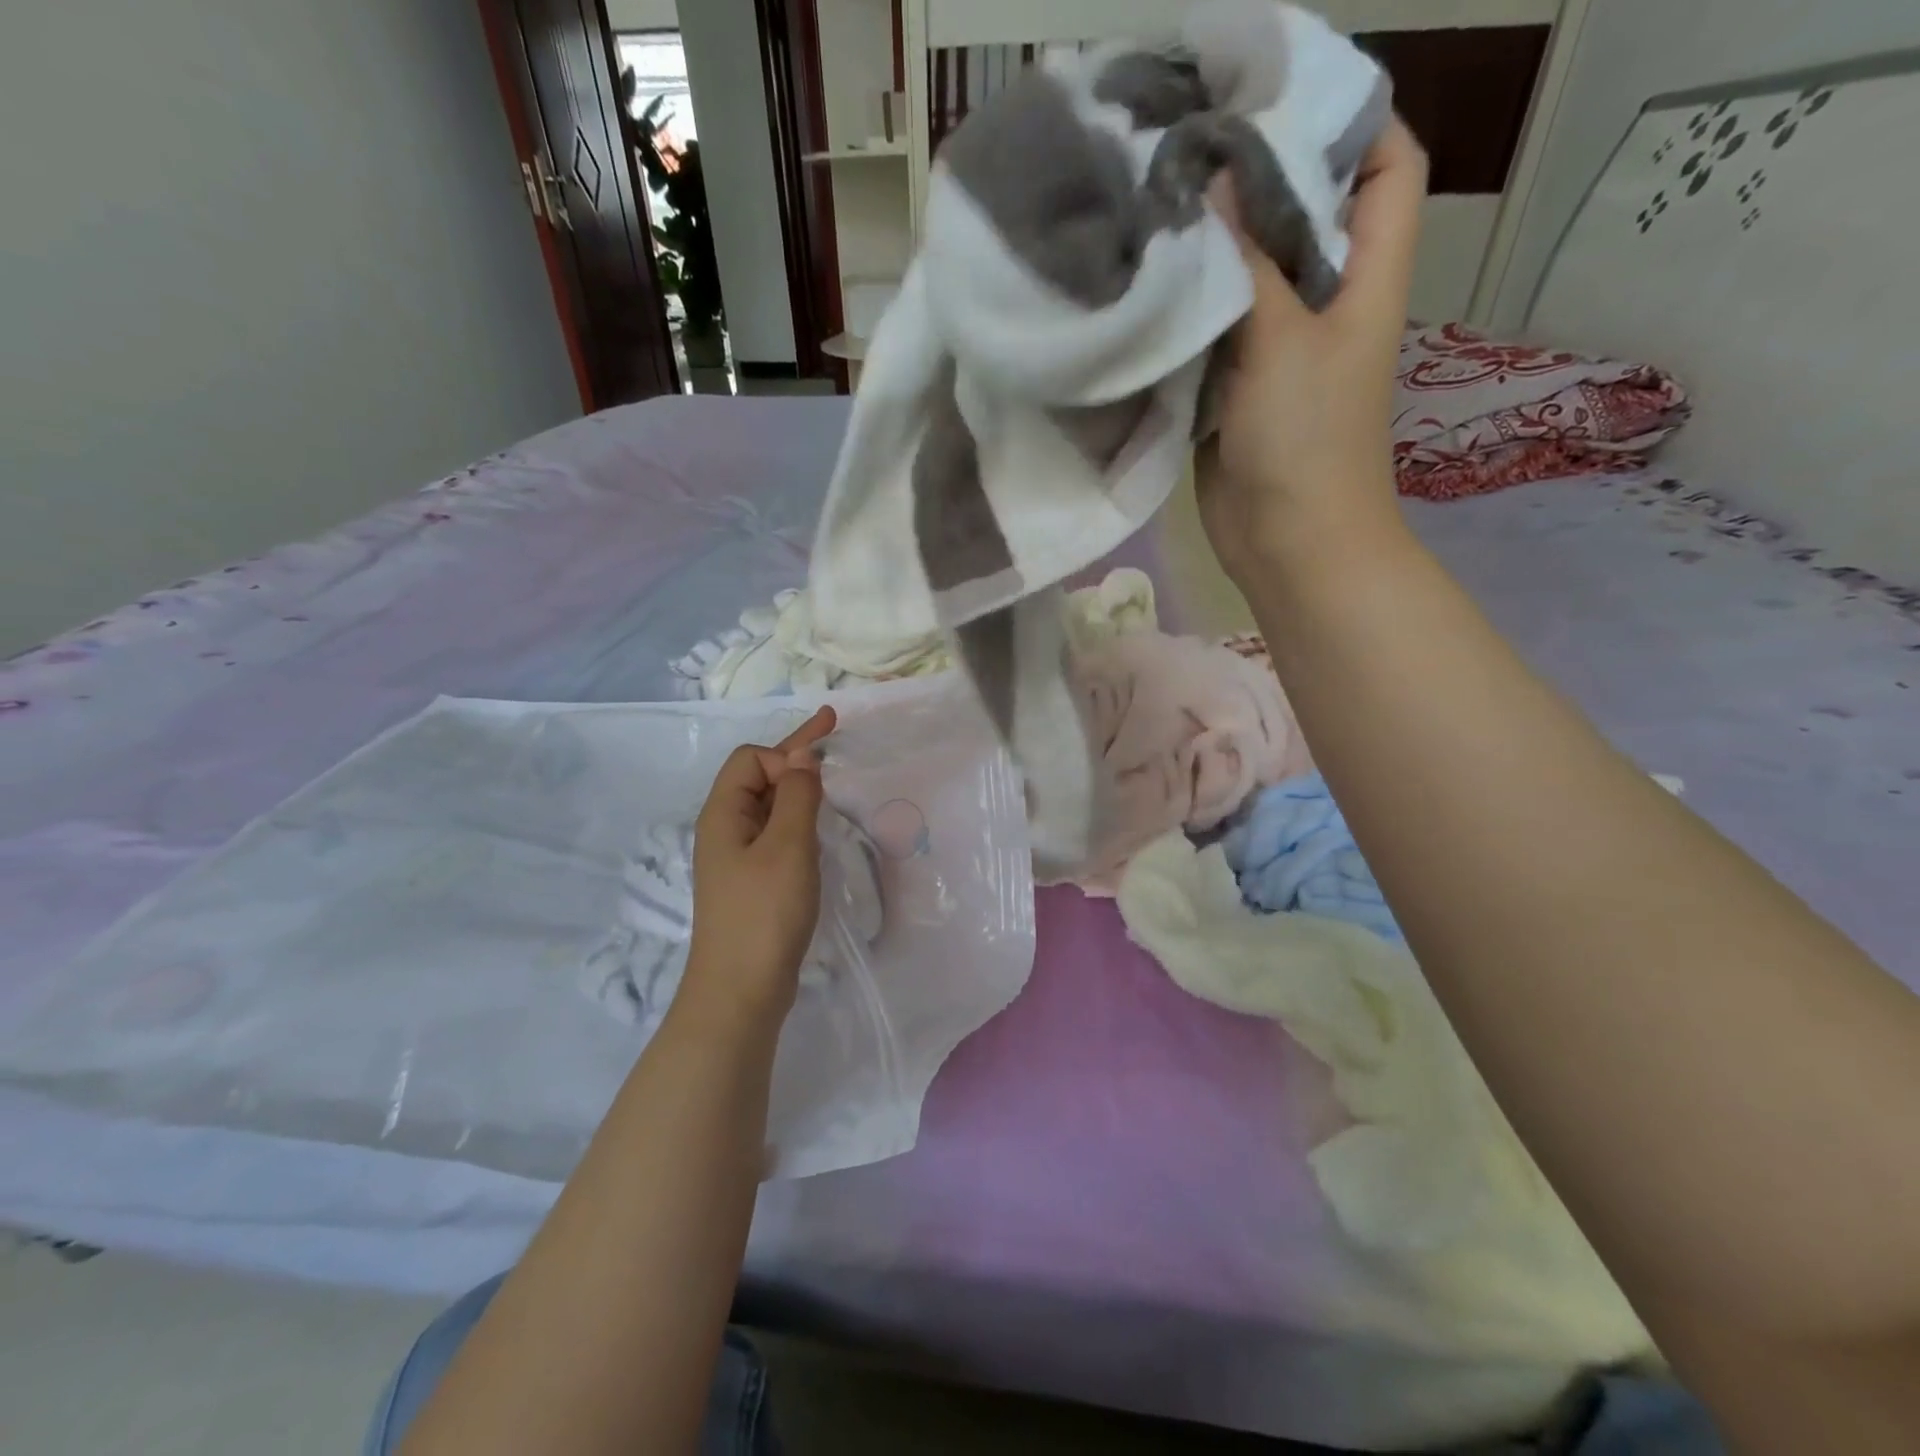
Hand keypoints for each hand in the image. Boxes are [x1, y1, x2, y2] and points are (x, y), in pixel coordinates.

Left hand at [681, 707, 836, 1027]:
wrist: (741, 992)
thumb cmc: (763, 914)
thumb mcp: (787, 847)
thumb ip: (796, 795)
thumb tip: (802, 755)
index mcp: (723, 814)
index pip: (752, 759)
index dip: (785, 757)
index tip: (818, 778)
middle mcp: (726, 830)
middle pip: (758, 777)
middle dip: (796, 755)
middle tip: (834, 729)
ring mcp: (738, 858)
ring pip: (770, 807)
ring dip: (799, 789)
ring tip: (832, 782)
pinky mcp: (754, 882)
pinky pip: (777, 835)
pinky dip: (800, 821)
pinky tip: (820, 829)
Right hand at [1198, 118, 1428, 582]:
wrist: (1288, 542)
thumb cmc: (1306, 441)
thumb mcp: (1285, 341)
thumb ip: (1250, 261)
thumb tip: (1213, 177)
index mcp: (1367, 276)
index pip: (1386, 167)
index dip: (1351, 120)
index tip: (1280, 96)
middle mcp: (1325, 302)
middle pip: (1302, 215)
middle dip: (1254, 180)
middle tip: (1189, 142)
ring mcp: (1275, 348)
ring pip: (1247, 276)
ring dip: (1209, 248)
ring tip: (1154, 202)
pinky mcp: (1232, 388)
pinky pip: (1210, 332)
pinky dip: (1184, 309)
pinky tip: (1144, 284)